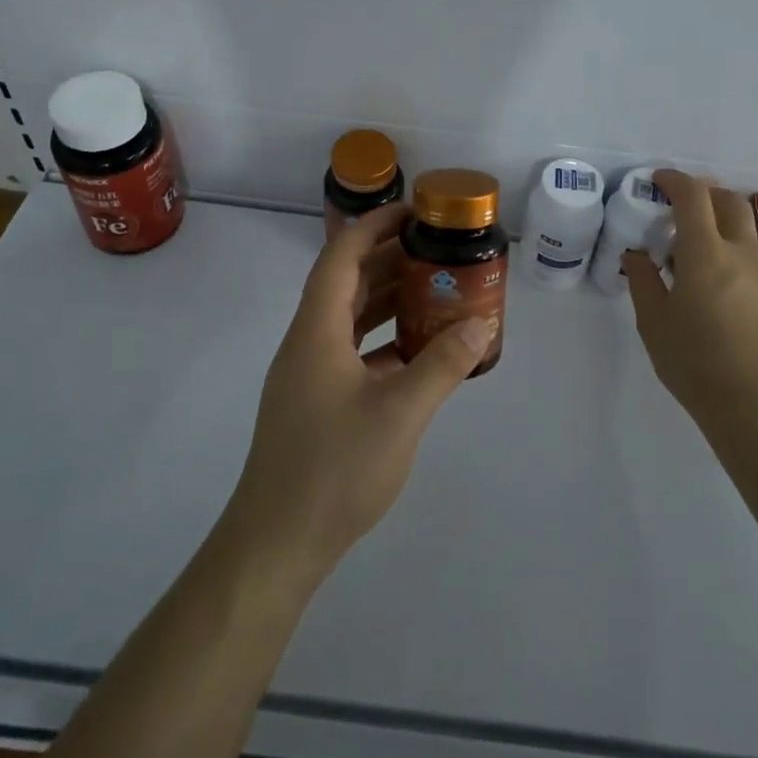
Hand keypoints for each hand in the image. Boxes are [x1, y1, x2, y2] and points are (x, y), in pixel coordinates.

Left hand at [224, 206, 492, 584]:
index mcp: (316, 330)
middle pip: (347, 284)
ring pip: (350, 319)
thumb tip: (481, 324)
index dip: (375, 226)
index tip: (415, 212)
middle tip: (438, 252)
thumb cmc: (334, 469)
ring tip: (435, 291)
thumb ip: (442, 364)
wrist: (276, 545)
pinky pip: (352, 352)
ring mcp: (309, 374)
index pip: (341, 256)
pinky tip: (418, 352)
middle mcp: (308, 342)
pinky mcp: (316, 403)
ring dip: (388, 301)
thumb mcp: (400, 413)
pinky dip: (383, 340)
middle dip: (390, 261)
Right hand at [623, 169, 757, 423]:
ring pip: (743, 231)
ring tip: (693, 257)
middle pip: (729, 201)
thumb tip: (638, 255)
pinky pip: (752, 259)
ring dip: (718, 227)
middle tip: (679, 208)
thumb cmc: (695, 363)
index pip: (694, 196)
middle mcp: (741, 254)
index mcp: (706, 254)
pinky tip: (716, 289)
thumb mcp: (653, 322)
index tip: (657, 180)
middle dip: (703, 193)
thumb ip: (643, 280)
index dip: (674, 180)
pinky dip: (731, 255)